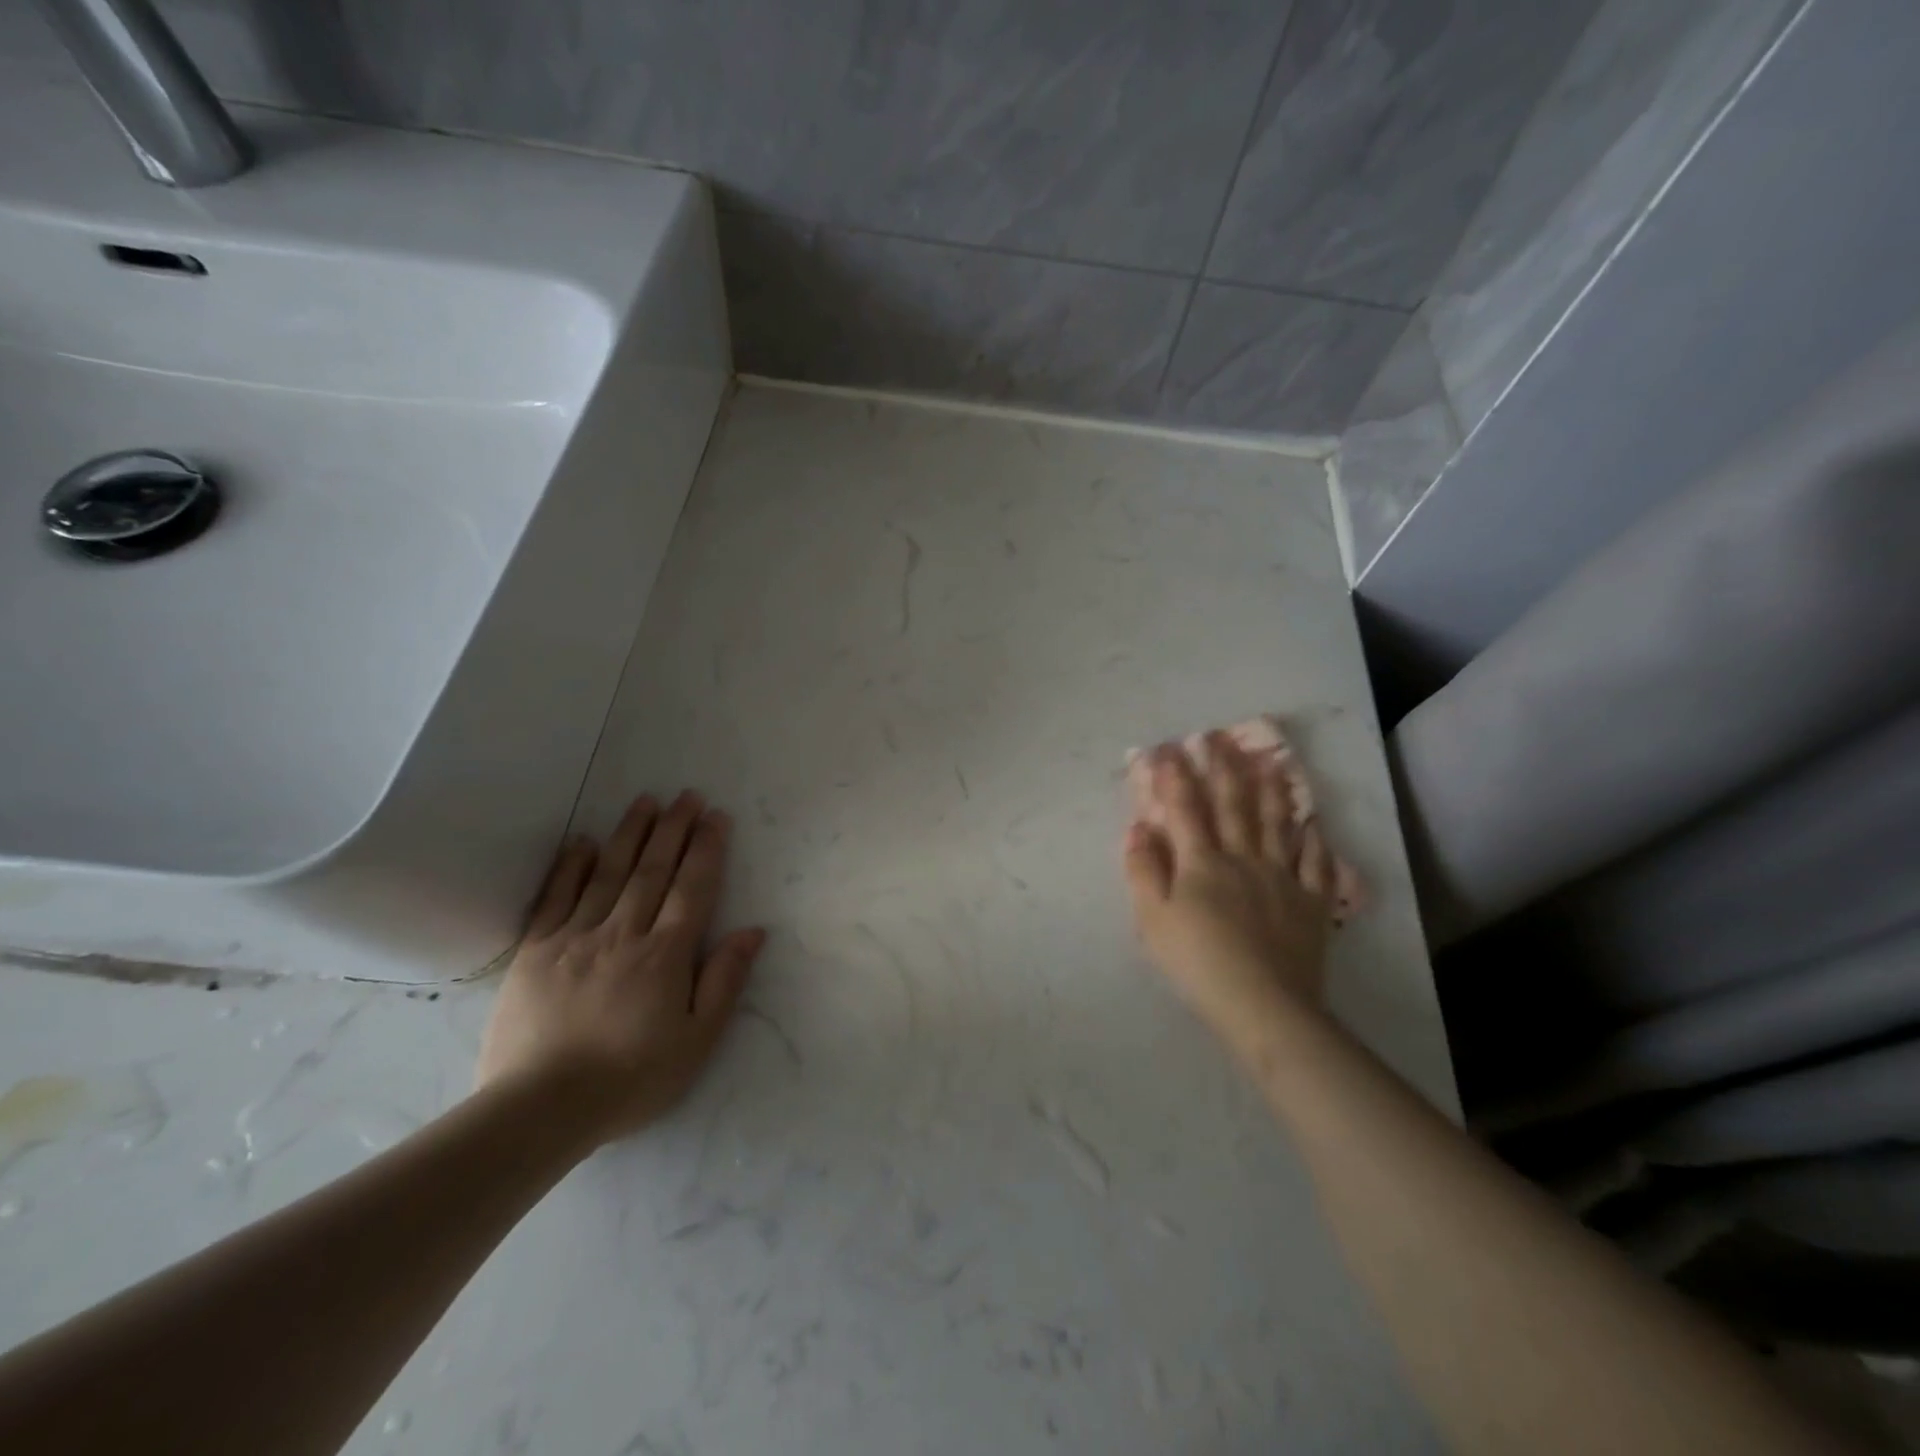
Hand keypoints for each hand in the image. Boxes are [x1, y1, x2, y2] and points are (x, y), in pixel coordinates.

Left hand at [477, 791, 765, 1147]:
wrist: (539, 1109)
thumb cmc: (631, 1078)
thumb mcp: (697, 1041)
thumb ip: (725, 981)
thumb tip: (753, 931)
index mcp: (666, 954)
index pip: (693, 888)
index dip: (707, 849)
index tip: (716, 816)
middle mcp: (624, 933)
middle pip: (654, 870)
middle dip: (674, 829)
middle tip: (687, 795)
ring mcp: (575, 937)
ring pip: (608, 873)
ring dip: (630, 834)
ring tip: (646, 801)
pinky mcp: (535, 951)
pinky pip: (555, 897)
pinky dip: (570, 866)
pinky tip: (582, 841)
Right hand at [1123, 735, 1338, 1044]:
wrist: (1263, 1004)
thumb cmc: (1197, 961)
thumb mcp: (1151, 919)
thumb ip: (1142, 870)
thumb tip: (1138, 828)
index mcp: (1202, 862)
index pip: (1186, 808)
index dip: (1175, 776)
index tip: (1168, 748)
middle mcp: (1244, 858)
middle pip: (1234, 805)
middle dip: (1225, 768)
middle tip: (1221, 737)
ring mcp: (1283, 878)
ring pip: (1277, 824)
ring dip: (1272, 791)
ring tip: (1271, 761)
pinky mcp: (1312, 903)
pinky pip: (1317, 864)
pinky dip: (1315, 842)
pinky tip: (1314, 825)